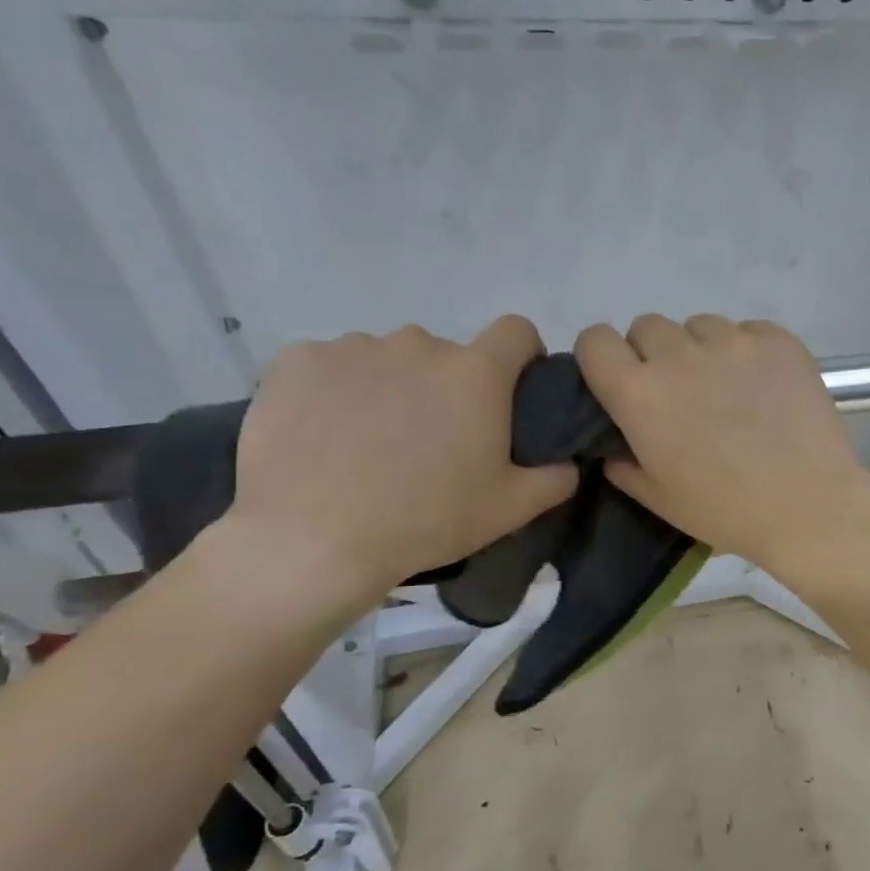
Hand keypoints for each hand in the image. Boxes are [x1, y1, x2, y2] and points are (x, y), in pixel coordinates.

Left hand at [220, 318, 576, 612]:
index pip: (516, 331)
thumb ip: (556, 479)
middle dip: (447, 386)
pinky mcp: (298, 360)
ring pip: (388, 359)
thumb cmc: (425, 520)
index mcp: (476, 374)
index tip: (511, 389)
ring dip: (392, 386)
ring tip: (372, 440)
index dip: (521, 355)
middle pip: (446, 353)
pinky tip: (325, 433)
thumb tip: (570, 463)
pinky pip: (332, 365)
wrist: (311, 539)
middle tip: (433, 439)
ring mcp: (354, 347)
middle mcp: (419, 344)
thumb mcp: (510, 510)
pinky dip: (337, 390)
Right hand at [574, 314, 869, 583]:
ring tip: (728, 389)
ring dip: (702, 351)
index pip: (595, 340)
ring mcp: (733, 342)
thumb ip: (625, 466)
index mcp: (640, 393)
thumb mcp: (660, 499)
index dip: (603, 359)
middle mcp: (680, 355)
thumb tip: (618, 447)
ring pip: (699, 326)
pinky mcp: (778, 340)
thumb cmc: (728, 511)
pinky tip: (765, 387)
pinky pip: (747, 331)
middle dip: (654, 355)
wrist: (810, 506)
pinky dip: (747, 352)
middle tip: (680, 393)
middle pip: (648, 327)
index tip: (620, 380)